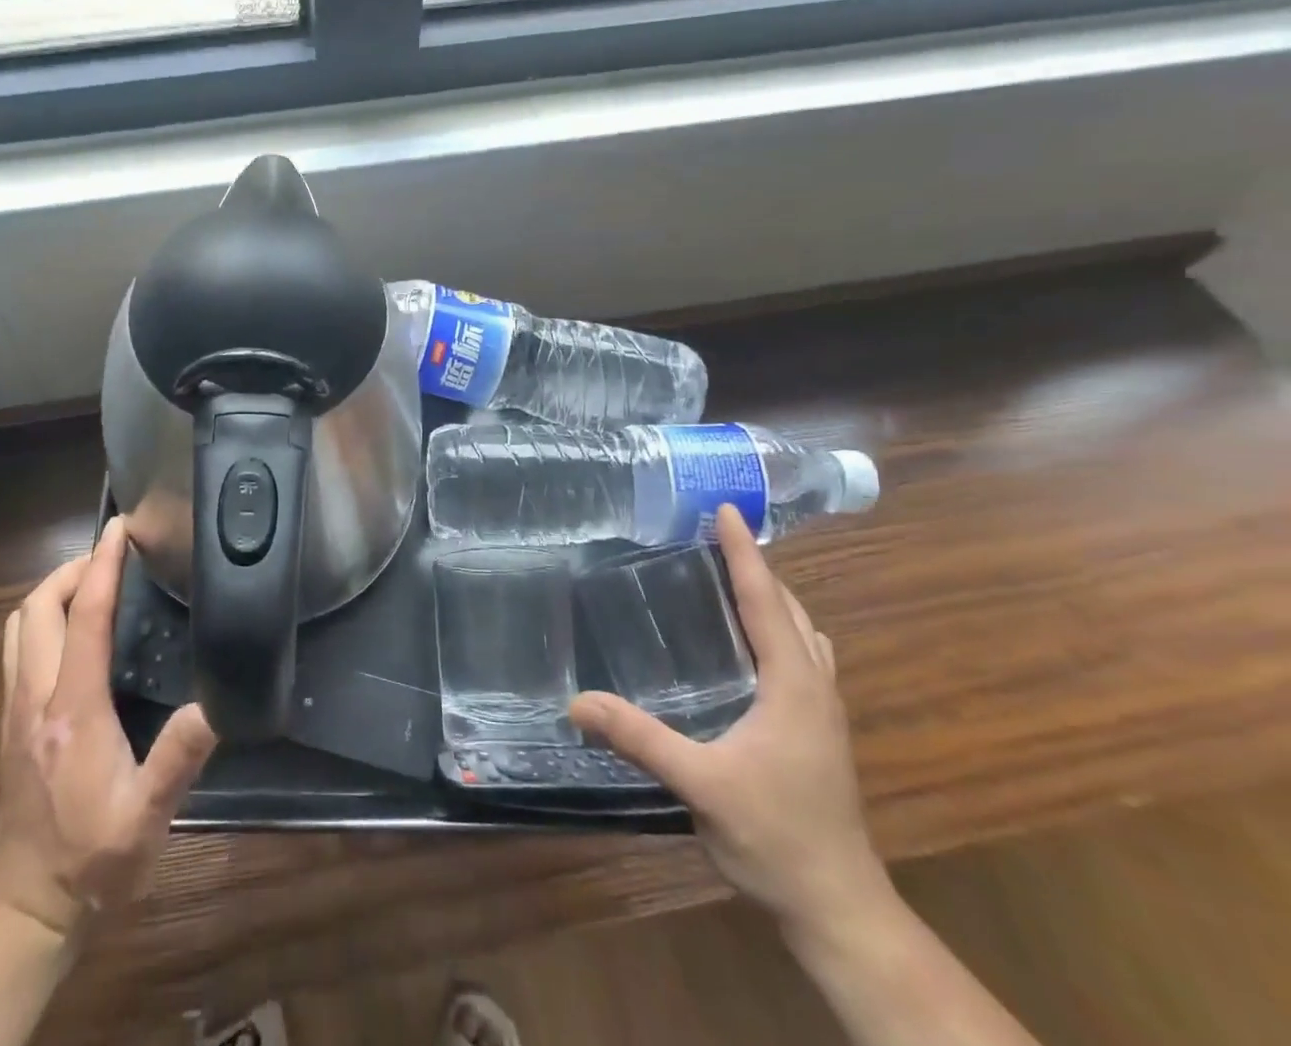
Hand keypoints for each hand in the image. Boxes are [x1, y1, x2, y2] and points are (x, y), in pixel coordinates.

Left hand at [0, 517, 216, 938]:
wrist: (29, 903)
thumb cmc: (94, 856)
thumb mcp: (148, 815)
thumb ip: (179, 757)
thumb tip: (215, 703)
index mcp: (73, 710)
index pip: (85, 618)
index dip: (103, 567)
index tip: (120, 529)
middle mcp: (35, 697)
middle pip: (36, 608)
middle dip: (71, 570)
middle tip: (111, 559)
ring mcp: (15, 707)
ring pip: (18, 624)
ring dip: (51, 591)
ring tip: (91, 584)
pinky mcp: (9, 720)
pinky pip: (17, 646)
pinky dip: (41, 618)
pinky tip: (71, 630)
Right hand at [570, 505, 888, 930]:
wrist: (839, 907)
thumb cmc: (775, 838)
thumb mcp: (702, 786)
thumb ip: (640, 740)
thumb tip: (576, 702)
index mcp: (793, 685)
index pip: (764, 601)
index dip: (744, 552)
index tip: (725, 508)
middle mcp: (814, 687)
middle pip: (789, 608)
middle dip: (756, 566)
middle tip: (713, 534)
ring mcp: (823, 710)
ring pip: (802, 632)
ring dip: (771, 595)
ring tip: (730, 575)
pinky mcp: (819, 730)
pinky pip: (801, 656)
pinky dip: (779, 627)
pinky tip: (751, 641)